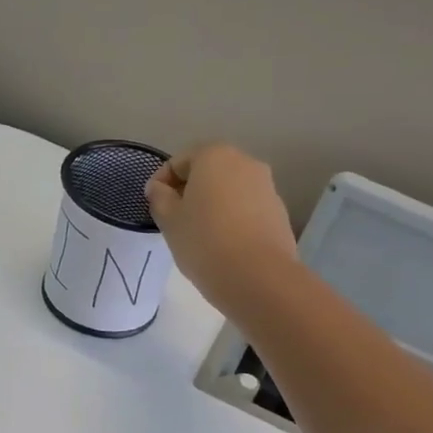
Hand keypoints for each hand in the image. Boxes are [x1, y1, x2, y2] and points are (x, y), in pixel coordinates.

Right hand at [145, 142, 299, 317]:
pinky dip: (232, 220)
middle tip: (175, 222)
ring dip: (212, 206)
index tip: (154, 208)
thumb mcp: (170, 221)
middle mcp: (245, 162)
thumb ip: (159, 198)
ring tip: (200, 236)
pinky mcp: (279, 212)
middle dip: (190, 193)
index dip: (161, 183)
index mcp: (214, 156)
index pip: (178, 162)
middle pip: (208, 172)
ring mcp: (266, 186)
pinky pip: (247, 209)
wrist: (258, 277)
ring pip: (229, 191)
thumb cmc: (204, 242)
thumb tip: (159, 188)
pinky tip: (224, 246)